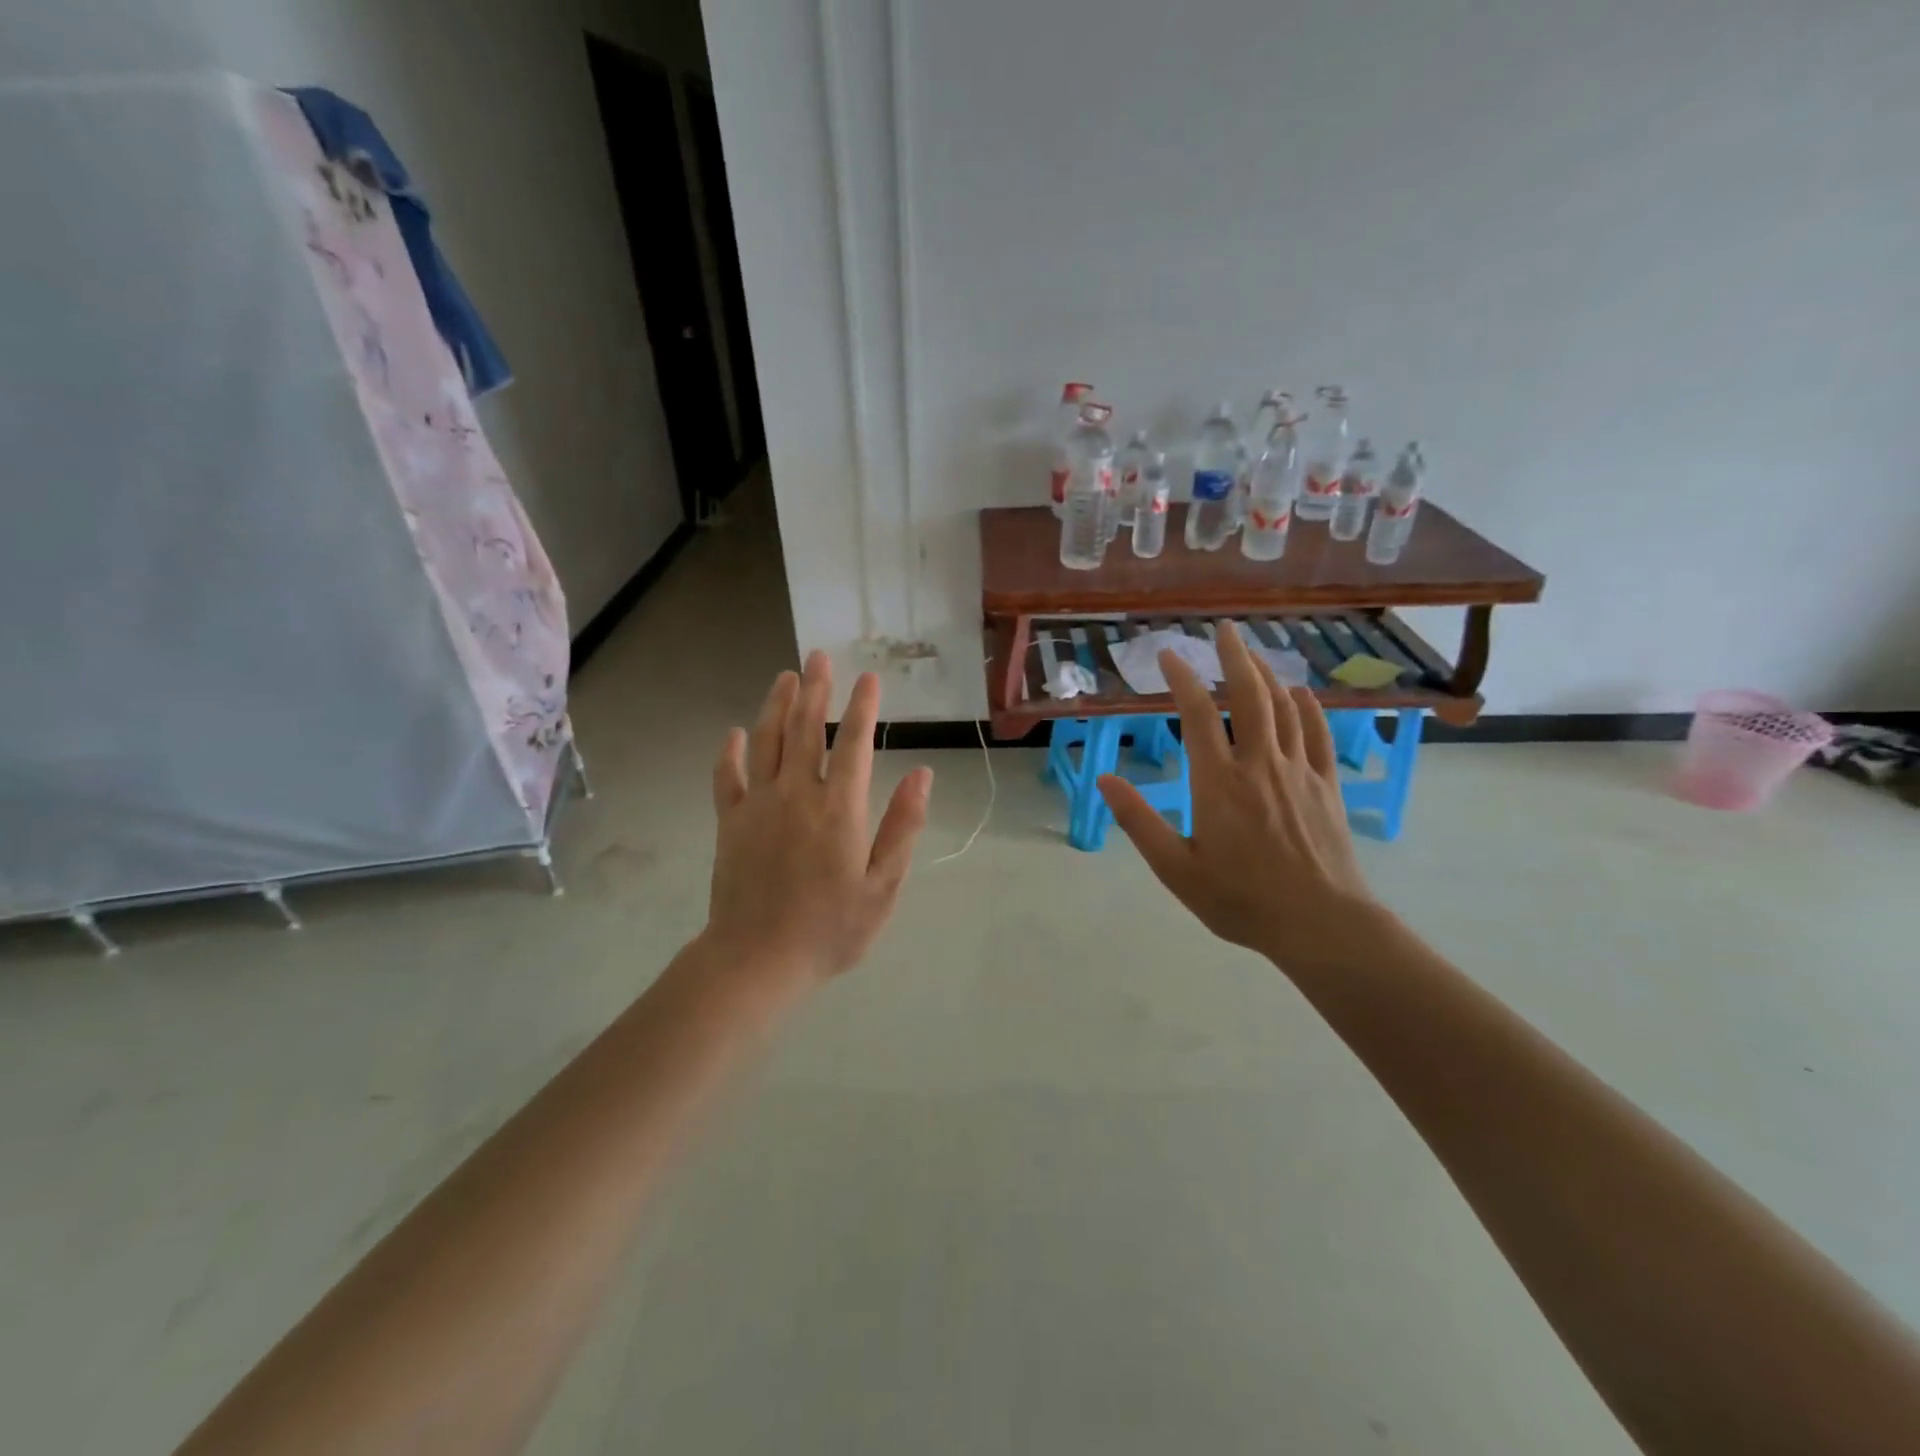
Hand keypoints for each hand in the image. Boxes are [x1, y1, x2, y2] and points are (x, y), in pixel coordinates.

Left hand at [704, 650, 933, 989]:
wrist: (757, 960)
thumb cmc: (831, 928)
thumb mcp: (883, 886)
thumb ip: (902, 827)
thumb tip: (922, 775)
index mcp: (839, 809)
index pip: (853, 744)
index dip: (861, 707)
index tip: (868, 677)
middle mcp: (796, 794)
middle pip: (804, 729)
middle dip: (815, 689)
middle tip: (819, 656)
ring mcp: (758, 805)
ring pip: (766, 742)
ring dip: (776, 705)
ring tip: (786, 676)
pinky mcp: (730, 823)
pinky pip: (727, 778)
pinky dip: (730, 752)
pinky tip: (734, 733)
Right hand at [1098, 623, 1376, 973]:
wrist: (1320, 924)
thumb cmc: (1240, 899)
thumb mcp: (1175, 869)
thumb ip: (1138, 821)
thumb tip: (1105, 779)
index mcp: (1218, 782)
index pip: (1198, 714)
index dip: (1182, 678)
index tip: (1169, 654)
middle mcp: (1259, 764)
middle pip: (1249, 696)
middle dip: (1235, 657)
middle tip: (1225, 629)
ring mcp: (1299, 772)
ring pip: (1284, 708)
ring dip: (1268, 674)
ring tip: (1254, 654)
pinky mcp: (1327, 786)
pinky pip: (1318, 734)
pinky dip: (1309, 708)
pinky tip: (1301, 694)